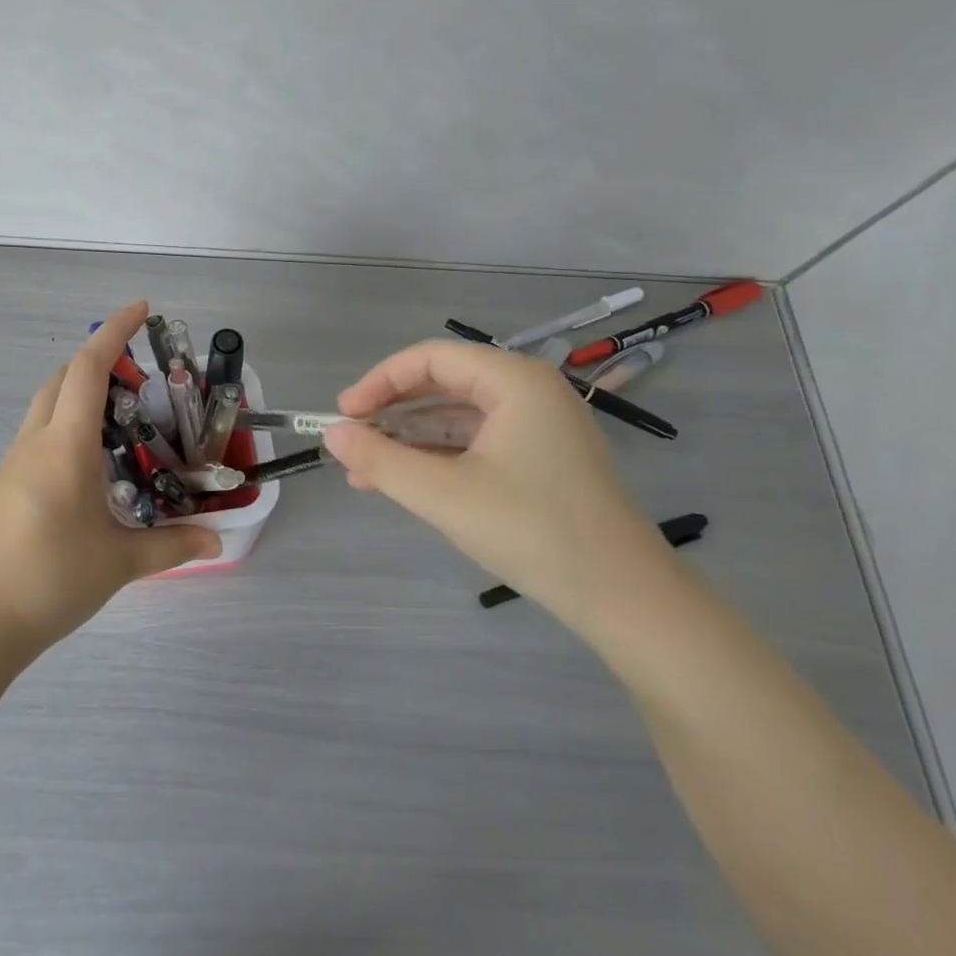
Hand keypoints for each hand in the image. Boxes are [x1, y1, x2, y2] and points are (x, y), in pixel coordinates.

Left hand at [0, 300, 221, 663]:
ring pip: (45, 406)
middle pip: (61, 378)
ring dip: (79, 394)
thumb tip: (217, 541)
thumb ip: (172, 546)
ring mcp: (11, 463)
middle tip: (139, 375)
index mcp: (65, 447)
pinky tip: (89, 465)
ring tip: (121, 420)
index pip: (88, 369)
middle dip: (97, 360)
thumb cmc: (49, 581)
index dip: (114, 331)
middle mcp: (34, 443)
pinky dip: (65, 426)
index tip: (141, 308)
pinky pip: (36, 436)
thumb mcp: (119, 563)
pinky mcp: (1, 486)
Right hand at [323, 340, 670, 628]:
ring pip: (458, 417)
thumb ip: (381, 461)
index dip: (380, 381)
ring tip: (365, 470)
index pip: (431, 358)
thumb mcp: (443, 495)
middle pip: (444, 383)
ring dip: (411, 440)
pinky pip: (477, 442)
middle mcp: (530, 391)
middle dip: (393, 412)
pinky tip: (405, 483)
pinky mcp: (542, 458)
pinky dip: (439, 458)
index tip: (344, 414)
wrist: (623, 596)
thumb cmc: (532, 530)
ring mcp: (539, 426)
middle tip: (351, 439)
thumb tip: (332, 435)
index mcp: (514, 381)